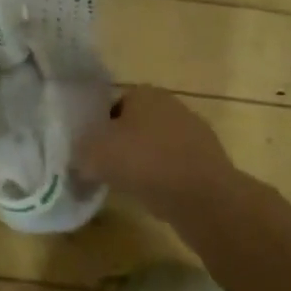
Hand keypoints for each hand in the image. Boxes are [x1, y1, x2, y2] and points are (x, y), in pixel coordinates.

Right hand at [75, 86, 235, 218]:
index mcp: (143, 93)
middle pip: (137, 124)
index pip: (113, 105)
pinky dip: (166, 179)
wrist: (203, 197)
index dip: (100, 128)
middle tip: (109, 168)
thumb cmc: (144, 162)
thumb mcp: (94, 154)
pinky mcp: (211, 161)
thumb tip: (79, 159)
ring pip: (158, 146)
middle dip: (124, 144)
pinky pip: (177, 167)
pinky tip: (157, 197)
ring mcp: (195, 132)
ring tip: (132, 186)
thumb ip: (80, 152)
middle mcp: (171, 104)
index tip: (94, 151)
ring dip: (146, 163)